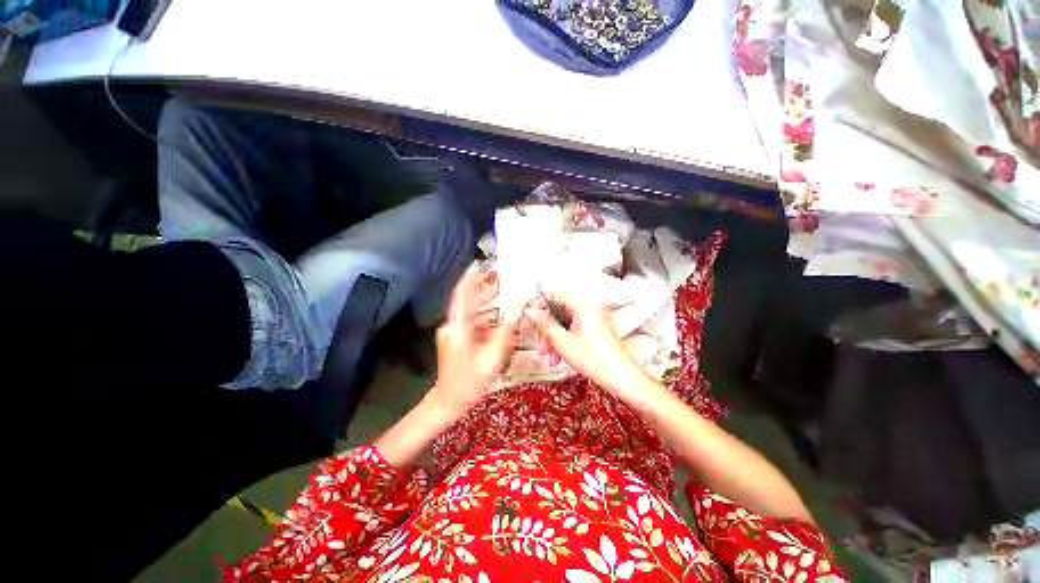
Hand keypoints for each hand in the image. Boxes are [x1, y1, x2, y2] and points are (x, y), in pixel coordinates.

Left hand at [430, 271, 516, 417]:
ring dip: (482, 302)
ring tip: (499, 294)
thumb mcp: (491, 360)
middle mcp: (451, 326)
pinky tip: (494, 316)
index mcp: (458, 329)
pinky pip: (469, 320)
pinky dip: (481, 315)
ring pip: (468, 310)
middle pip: (465, 300)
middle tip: (497, 277)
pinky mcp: (453, 337)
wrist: (448, 400)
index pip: (462, 296)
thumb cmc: (469, 383)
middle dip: (480, 287)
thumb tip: (513, 316)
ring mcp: (450, 331)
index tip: (477, 264)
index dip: (470, 279)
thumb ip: (503, 336)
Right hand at [530, 292, 651, 400]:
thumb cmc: (596, 360)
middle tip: (540, 343)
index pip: (556, 295)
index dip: (539, 304)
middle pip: (560, 312)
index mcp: (584, 306)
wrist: (621, 378)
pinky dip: (565, 341)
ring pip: (566, 323)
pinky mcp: (596, 329)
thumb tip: (532, 312)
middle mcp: (590, 308)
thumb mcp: (563, 342)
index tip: (529, 314)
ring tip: (549, 358)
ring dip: (554, 339)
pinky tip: (559, 358)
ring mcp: (594, 318)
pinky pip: (574, 329)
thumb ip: (545, 324)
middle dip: (547, 330)